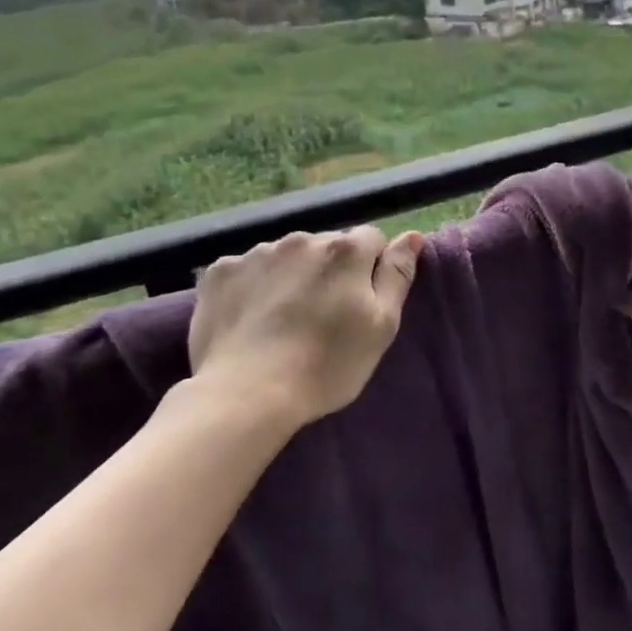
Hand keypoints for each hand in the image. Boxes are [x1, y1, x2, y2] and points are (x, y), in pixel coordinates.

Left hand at [189, 226, 424, 427]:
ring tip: (284, 320)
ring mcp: (255, 253)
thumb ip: (397, 274)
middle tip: (324, 316)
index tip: (361, 303)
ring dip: (292, 276)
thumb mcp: (381, 325)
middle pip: (327, 246)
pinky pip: (247, 270)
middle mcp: (300, 239)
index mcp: (345, 250)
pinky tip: (251, 320)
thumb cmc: (327, 365)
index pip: (372, 239)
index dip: (371, 269)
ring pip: (286, 256)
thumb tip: (412, 236)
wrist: (247, 394)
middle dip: (331, 270)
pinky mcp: (218, 272)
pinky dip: (253, 286)